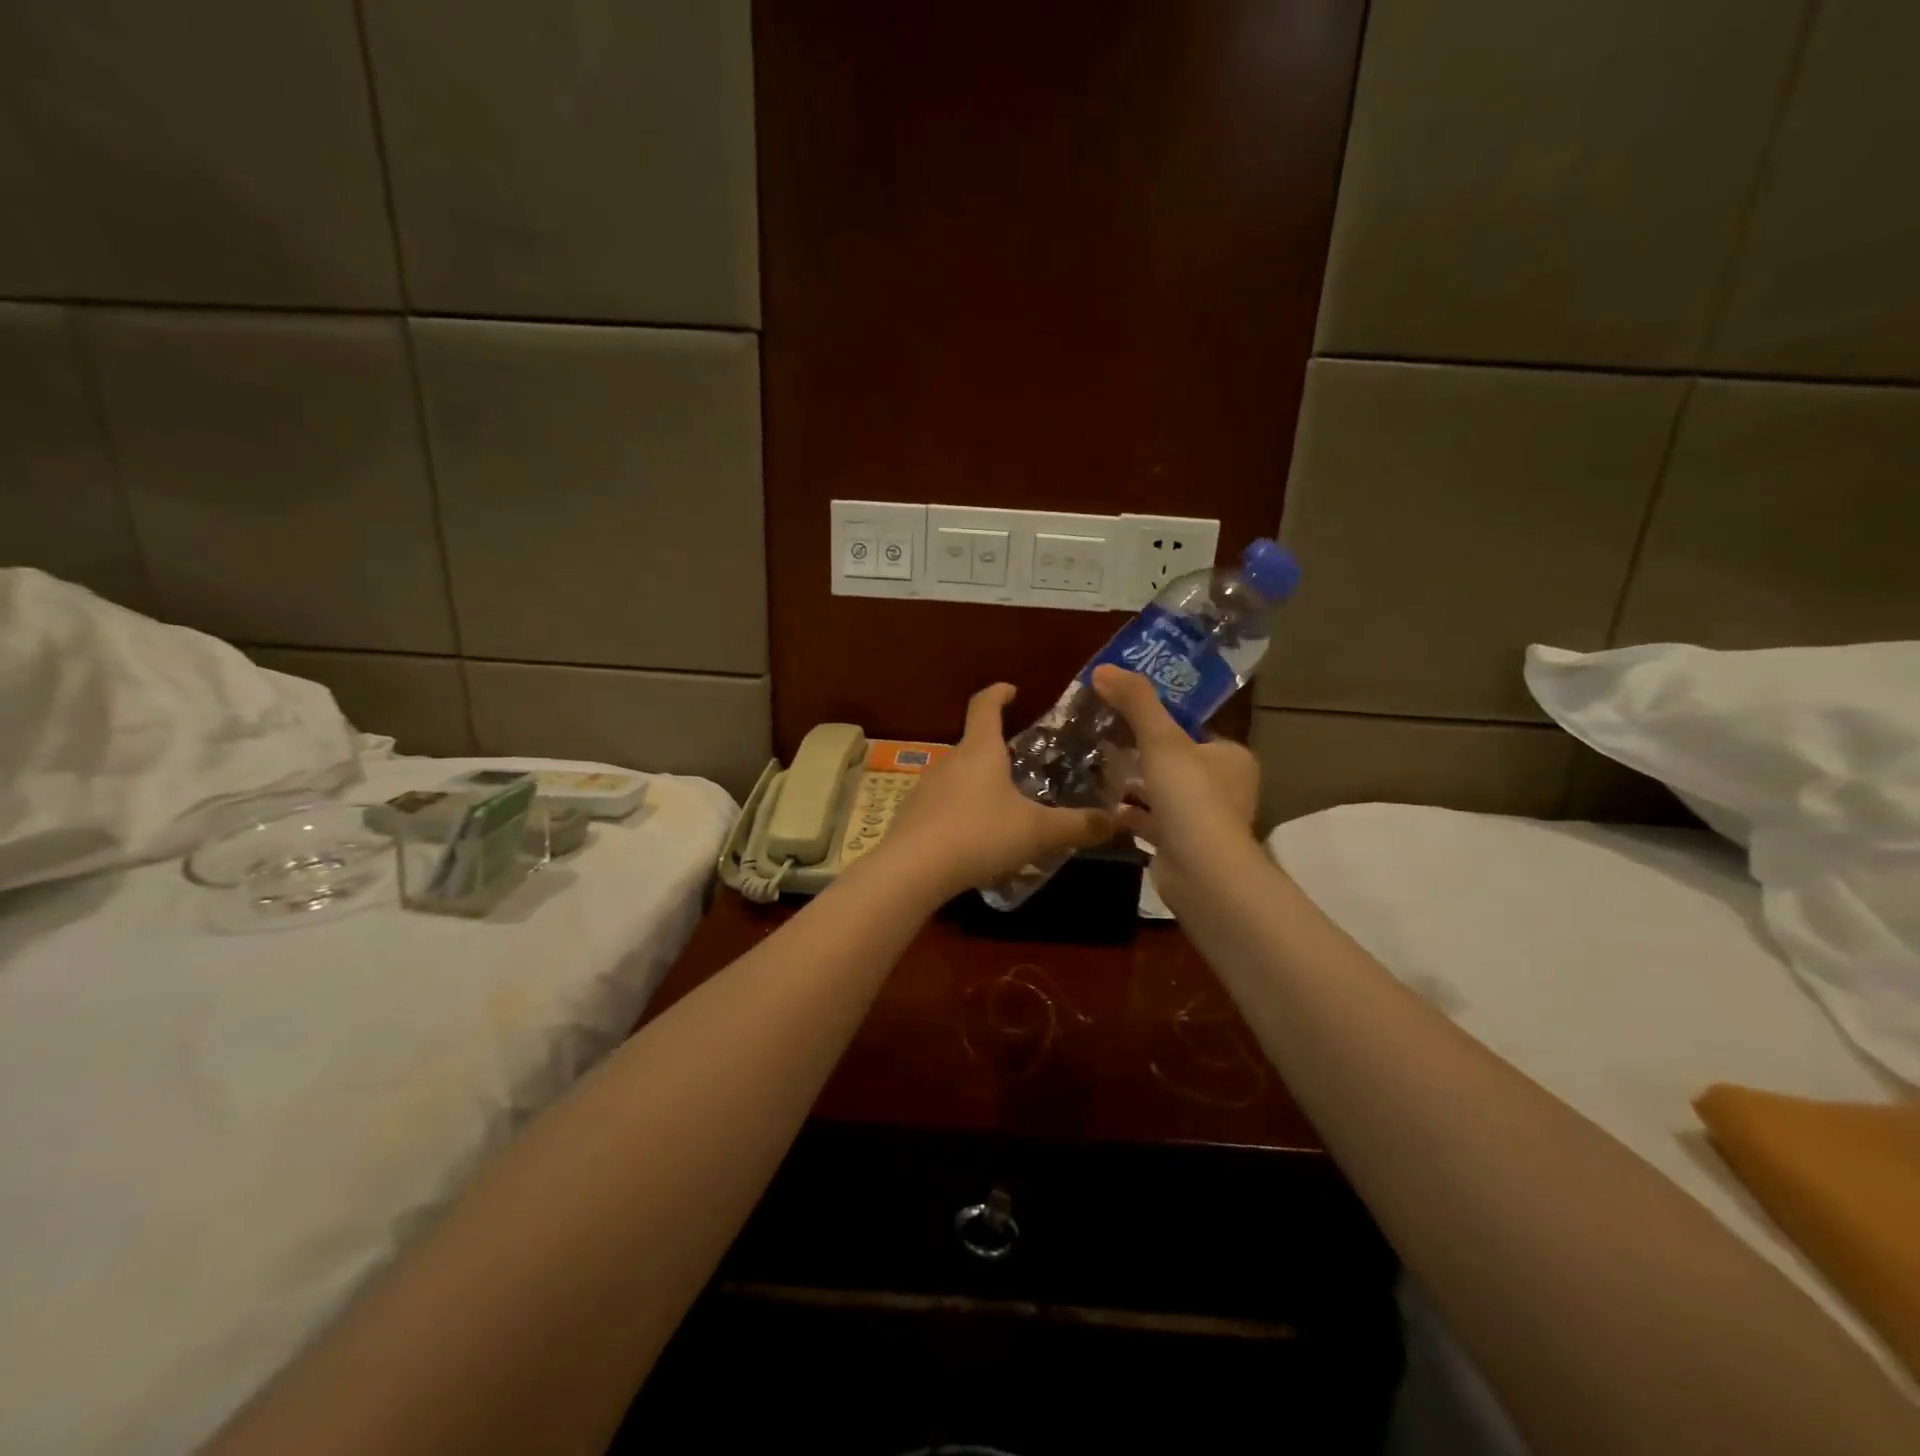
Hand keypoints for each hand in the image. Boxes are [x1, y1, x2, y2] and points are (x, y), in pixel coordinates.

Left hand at [877, 683, 1114, 898]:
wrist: (912, 871)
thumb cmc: (979, 836)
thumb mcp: (1037, 833)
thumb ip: (1077, 826)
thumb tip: (1116, 820)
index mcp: (979, 751)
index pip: (985, 706)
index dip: (999, 693)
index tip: (1011, 689)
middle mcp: (949, 761)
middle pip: (974, 744)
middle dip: (997, 751)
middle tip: (1024, 767)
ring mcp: (925, 787)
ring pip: (959, 776)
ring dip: (980, 784)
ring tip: (1004, 808)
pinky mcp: (912, 815)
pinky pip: (944, 804)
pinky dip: (962, 811)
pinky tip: (975, 839)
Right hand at [1090, 666, 1260, 870]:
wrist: (1201, 869)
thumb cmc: (1189, 795)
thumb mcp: (1161, 738)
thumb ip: (1136, 701)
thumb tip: (1103, 668)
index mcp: (1231, 757)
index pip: (1194, 730)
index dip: (1161, 721)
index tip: (1125, 715)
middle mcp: (1225, 787)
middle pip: (1177, 762)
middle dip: (1143, 754)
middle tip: (1105, 740)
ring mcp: (1205, 820)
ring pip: (1164, 793)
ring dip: (1136, 784)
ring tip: (1100, 768)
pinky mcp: (1184, 846)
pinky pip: (1154, 822)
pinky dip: (1132, 814)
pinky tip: (1105, 806)